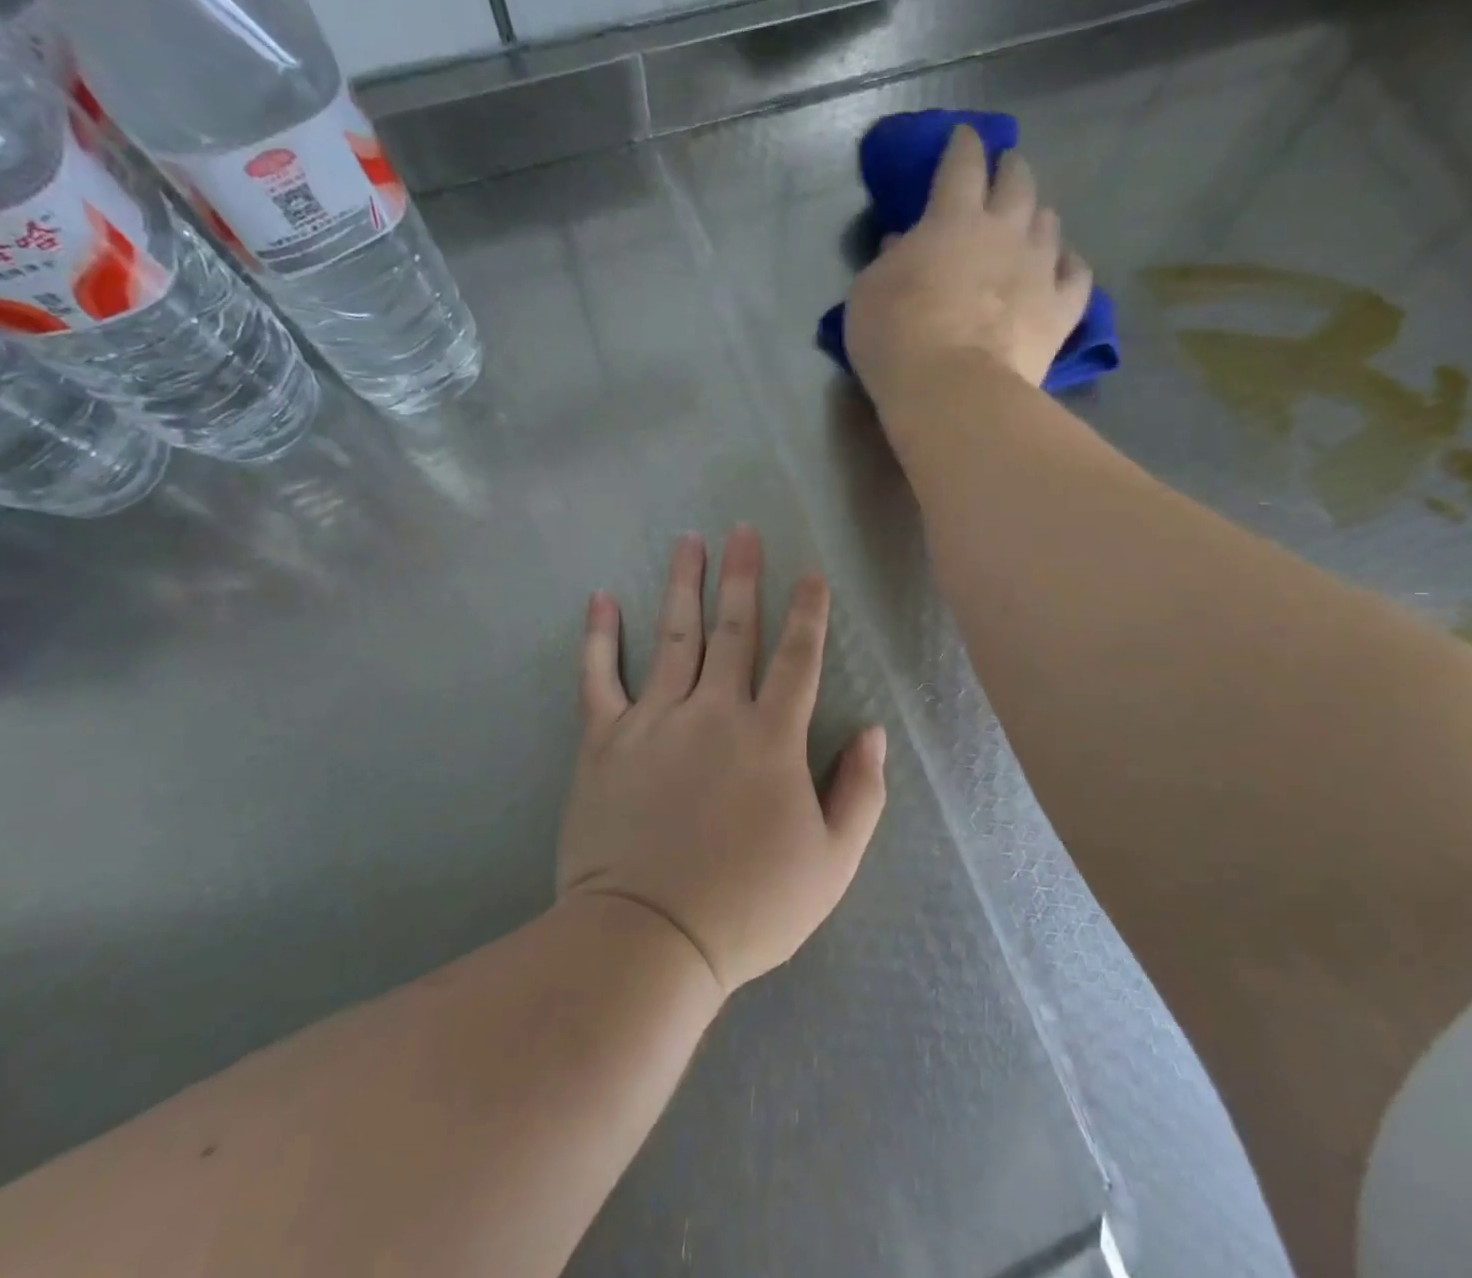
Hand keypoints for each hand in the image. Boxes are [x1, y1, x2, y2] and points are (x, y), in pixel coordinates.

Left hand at [557, 526, 887, 995]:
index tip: (810, 573)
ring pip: (673, 636)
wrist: (649, 941)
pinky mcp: (604, 741)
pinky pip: (598, 677)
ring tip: (688, 541)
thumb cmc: (750, 907)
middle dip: (742, 577)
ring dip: (682, 584)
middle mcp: (714, 713)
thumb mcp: (832, 863)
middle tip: (742, 530)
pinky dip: (598, 637)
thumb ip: (861, 793)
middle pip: (733, 630)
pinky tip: (600, 598)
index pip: (798, 658)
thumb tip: (872, 732)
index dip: (808, 613)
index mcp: (771, 738)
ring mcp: (654, 721)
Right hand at [844, 124, 1093, 407]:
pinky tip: (1063, 266)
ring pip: (1049, 222)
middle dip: (1010, 169)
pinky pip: (1077, 274)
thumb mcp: (869, 293)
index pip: (962, 164)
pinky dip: (1069, 264)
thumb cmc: (897, 338)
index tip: (964, 136)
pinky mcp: (1062, 309)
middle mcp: (1004, 231)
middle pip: (1017, 181)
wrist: (953, 391)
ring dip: (1037, 216)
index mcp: (952, 219)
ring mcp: (1039, 268)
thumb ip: (889, 260)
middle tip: (1004, 170)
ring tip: (1029, 223)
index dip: (964, 145)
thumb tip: (903, 242)